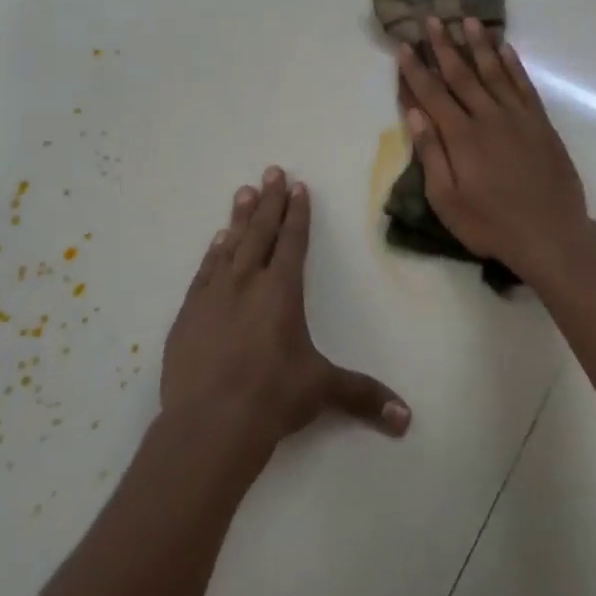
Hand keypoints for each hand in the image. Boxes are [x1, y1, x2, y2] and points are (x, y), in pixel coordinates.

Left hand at [162, 167, 411, 450]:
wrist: (208, 424)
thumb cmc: (272, 398)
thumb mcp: (322, 391)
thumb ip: (363, 396)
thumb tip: (407, 419)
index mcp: (281, 291)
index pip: (292, 241)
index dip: (297, 214)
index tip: (297, 187)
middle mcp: (247, 283)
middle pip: (260, 232)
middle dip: (269, 201)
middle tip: (270, 172)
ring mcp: (212, 296)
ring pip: (229, 245)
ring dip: (239, 218)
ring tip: (243, 193)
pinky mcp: (188, 315)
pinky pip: (204, 271)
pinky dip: (213, 252)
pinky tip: (216, 242)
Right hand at [396, 16, 592, 285]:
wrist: (551, 234)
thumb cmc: (491, 224)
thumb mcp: (447, 200)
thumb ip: (431, 154)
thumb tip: (414, 113)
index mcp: (461, 136)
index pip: (432, 94)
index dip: (416, 69)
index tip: (405, 45)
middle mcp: (489, 117)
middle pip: (462, 74)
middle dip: (444, 45)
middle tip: (432, 18)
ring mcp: (518, 117)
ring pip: (494, 71)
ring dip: (480, 45)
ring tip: (468, 20)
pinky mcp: (540, 123)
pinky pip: (524, 85)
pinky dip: (513, 64)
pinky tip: (505, 48)